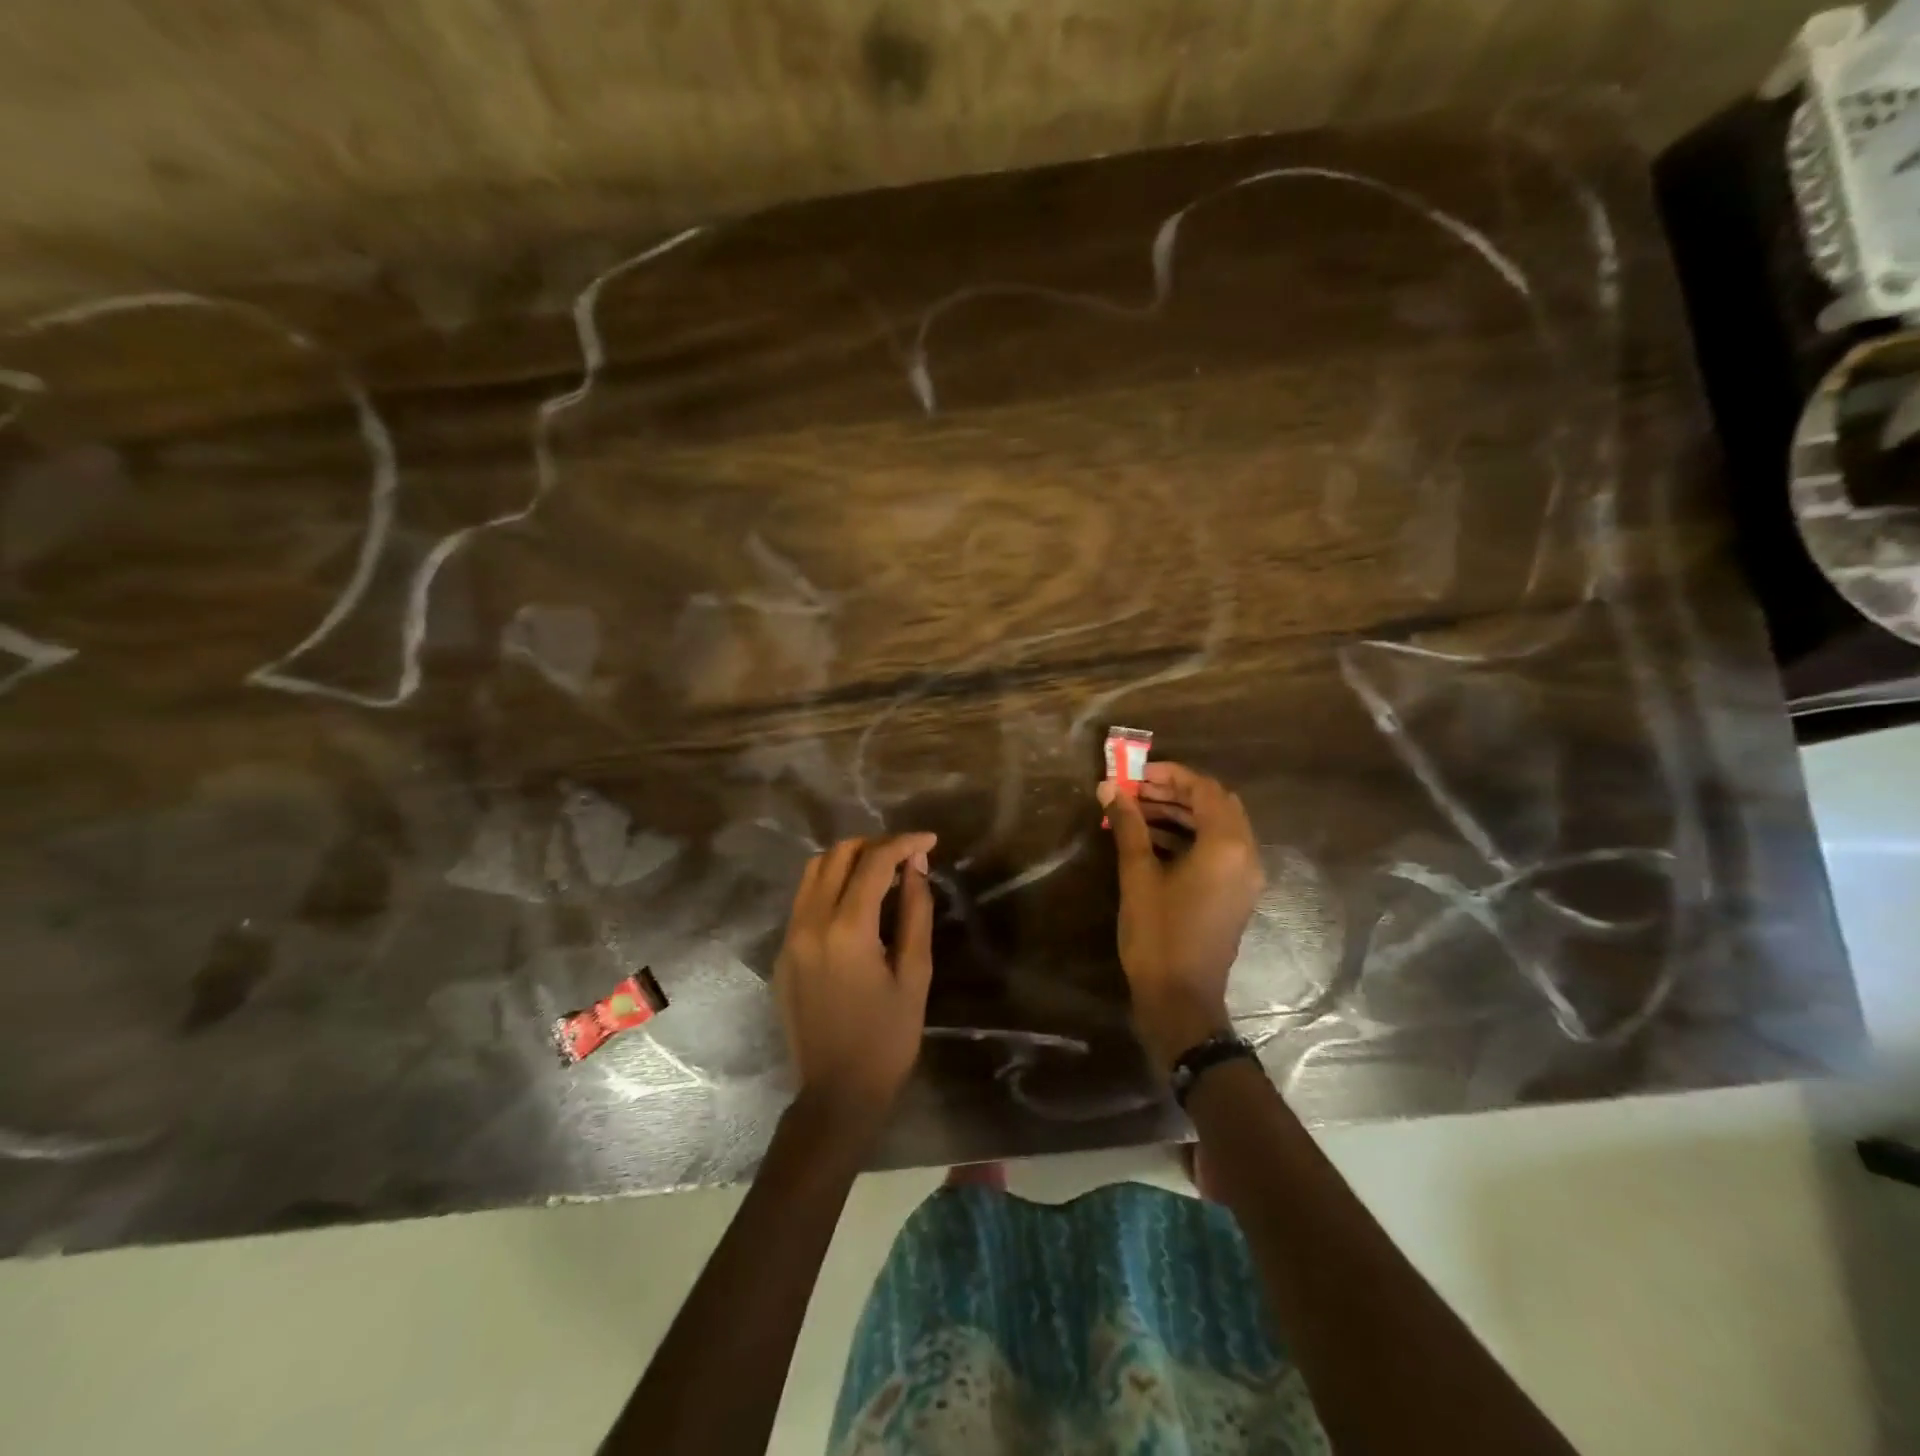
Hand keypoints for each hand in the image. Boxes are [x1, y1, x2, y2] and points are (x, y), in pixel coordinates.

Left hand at [773, 833, 936, 1133]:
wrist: (836, 1094)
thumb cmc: (888, 1039)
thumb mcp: (915, 974)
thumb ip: (916, 912)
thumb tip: (916, 867)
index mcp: (847, 929)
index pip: (874, 861)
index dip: (904, 843)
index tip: (930, 841)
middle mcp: (810, 923)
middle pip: (837, 855)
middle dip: (875, 845)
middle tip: (906, 856)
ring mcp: (790, 938)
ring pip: (813, 872)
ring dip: (848, 860)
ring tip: (881, 871)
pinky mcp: (782, 954)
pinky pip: (803, 900)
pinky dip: (830, 885)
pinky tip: (856, 903)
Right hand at [1098, 762, 1263, 1075]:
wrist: (1180, 998)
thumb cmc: (1158, 933)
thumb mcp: (1138, 874)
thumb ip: (1128, 825)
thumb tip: (1109, 788)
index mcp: (1227, 845)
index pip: (1204, 790)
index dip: (1170, 775)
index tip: (1135, 772)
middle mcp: (1246, 855)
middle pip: (1216, 804)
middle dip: (1176, 792)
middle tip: (1136, 789)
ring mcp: (1245, 877)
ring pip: (1217, 827)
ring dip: (1181, 813)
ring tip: (1138, 810)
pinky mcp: (1236, 894)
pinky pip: (1218, 850)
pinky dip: (1190, 836)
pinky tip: (1153, 839)